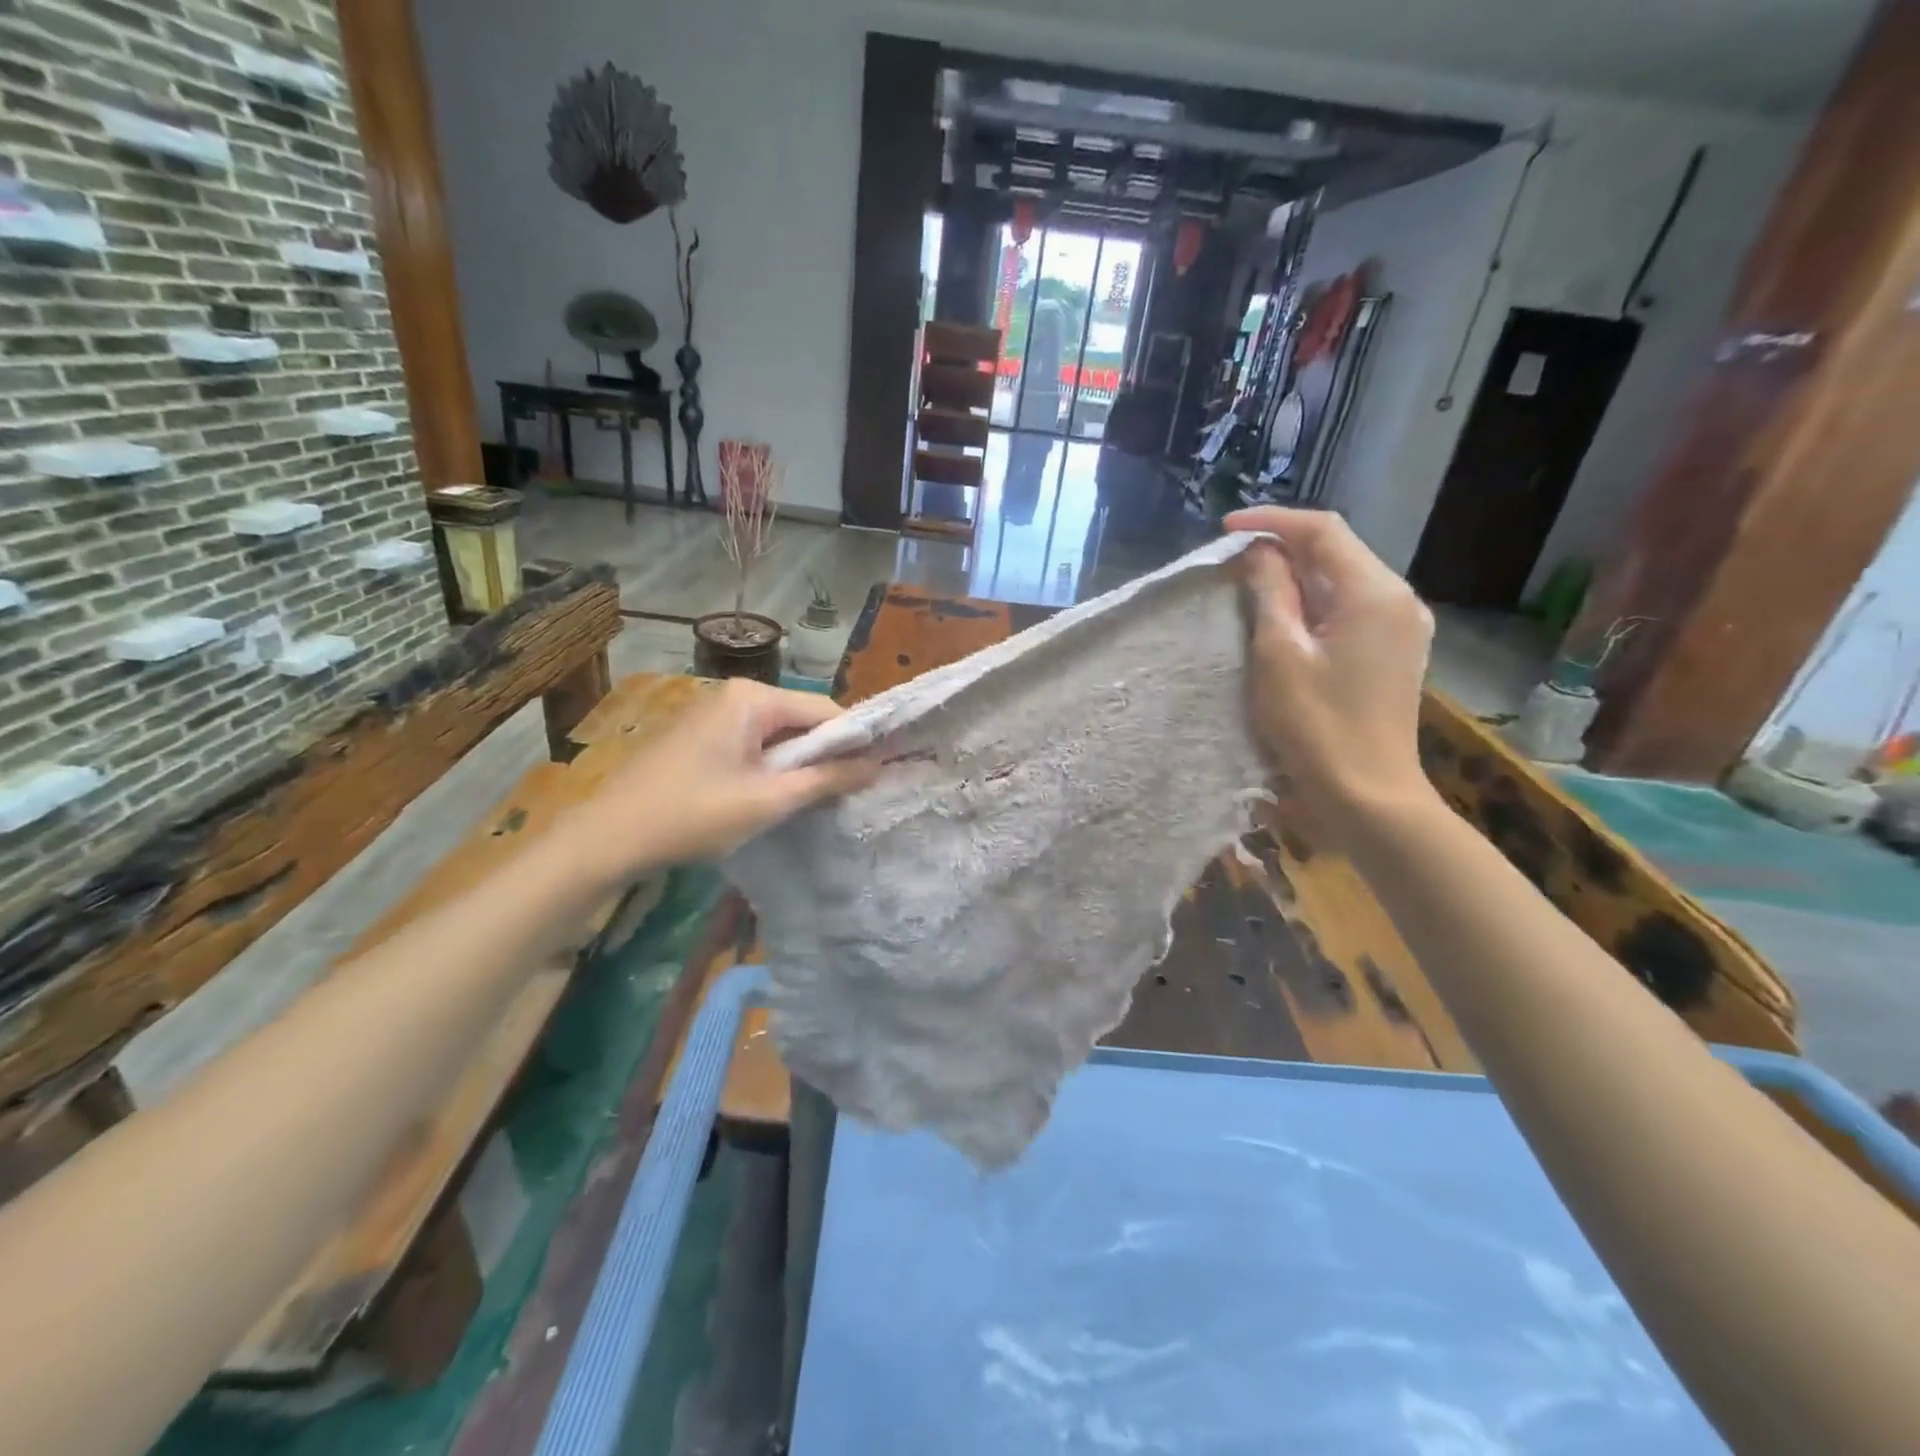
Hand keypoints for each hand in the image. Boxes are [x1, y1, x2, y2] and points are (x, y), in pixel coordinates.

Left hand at [565, 679, 877, 880]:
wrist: (608, 838)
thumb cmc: (692, 815)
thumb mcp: (768, 801)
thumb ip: (826, 780)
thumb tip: (876, 766)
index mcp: (752, 697)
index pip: (825, 711)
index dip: (851, 745)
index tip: (869, 779)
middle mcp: (734, 693)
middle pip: (801, 721)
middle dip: (821, 757)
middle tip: (837, 798)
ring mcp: (713, 712)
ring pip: (777, 735)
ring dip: (795, 766)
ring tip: (805, 802)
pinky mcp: (699, 735)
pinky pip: (752, 744)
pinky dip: (768, 768)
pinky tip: (767, 798)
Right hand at [1226, 506, 1435, 828]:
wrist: (1367, 794)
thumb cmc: (1316, 725)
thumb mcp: (1279, 654)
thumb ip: (1270, 592)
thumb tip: (1260, 552)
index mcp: (1374, 592)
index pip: (1323, 530)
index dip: (1272, 522)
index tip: (1225, 530)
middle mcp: (1399, 599)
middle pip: (1338, 551)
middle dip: (1285, 546)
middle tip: (1234, 559)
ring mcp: (1403, 627)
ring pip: (1344, 580)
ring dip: (1299, 575)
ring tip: (1252, 584)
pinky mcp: (1395, 652)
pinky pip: (1352, 608)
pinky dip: (1316, 601)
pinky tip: (1288, 617)